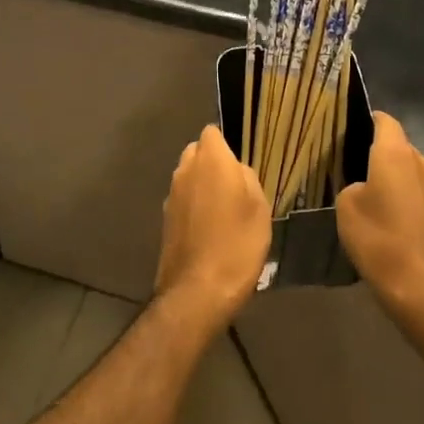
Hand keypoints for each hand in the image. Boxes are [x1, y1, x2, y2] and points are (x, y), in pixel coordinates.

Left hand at [154, 126, 270, 330]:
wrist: (197, 291)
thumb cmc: (237, 244)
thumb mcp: (259, 208)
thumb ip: (247, 179)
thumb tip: (236, 172)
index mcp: (211, 160)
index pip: (212, 132)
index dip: (225, 144)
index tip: (239, 163)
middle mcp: (185, 170)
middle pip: (197, 152)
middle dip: (212, 163)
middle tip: (234, 188)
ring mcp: (171, 194)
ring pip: (188, 177)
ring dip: (201, 186)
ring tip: (223, 212)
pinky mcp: (164, 219)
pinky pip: (182, 200)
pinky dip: (193, 207)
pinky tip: (209, 230)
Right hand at [337, 113, 423, 333]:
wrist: (421, 289)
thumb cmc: (379, 239)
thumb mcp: (346, 205)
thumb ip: (352, 183)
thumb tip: (363, 186)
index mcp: (396, 152)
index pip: (384, 120)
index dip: (366, 120)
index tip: (347, 130)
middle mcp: (421, 162)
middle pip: (397, 146)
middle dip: (376, 153)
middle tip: (349, 167)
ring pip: (408, 171)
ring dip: (391, 179)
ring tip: (367, 196)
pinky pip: (416, 194)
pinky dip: (402, 200)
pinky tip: (386, 220)